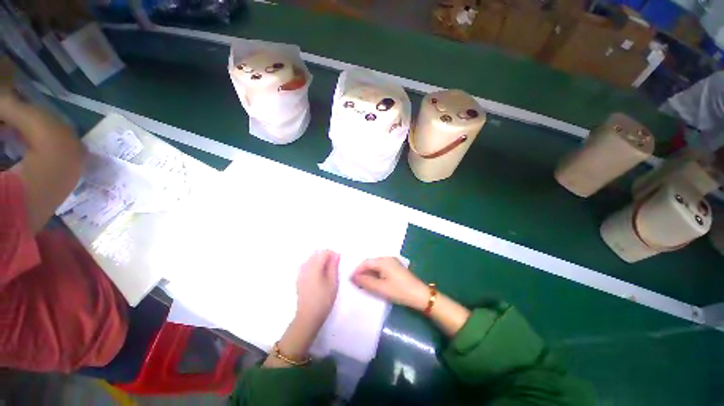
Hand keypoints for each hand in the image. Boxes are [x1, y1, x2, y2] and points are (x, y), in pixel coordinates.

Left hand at [295, 250, 339, 330]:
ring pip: (311, 259)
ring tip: (327, 272)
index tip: (339, 262)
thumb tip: (336, 255)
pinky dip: (314, 266)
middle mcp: (305, 266)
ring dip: (320, 261)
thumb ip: (334, 266)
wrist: (308, 317)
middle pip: (317, 253)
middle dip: (326, 257)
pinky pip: (307, 265)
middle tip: (334, 267)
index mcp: (314, 266)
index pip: (324, 252)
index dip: (333, 254)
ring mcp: (300, 272)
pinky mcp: (299, 278)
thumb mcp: (333, 282)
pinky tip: (319, 276)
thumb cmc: (323, 299)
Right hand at [352, 257, 428, 310]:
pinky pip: (382, 268)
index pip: (365, 262)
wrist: (420, 295)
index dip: (357, 271)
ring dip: (369, 274)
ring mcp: (393, 262)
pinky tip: (374, 282)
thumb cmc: (399, 291)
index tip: (350, 281)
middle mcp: (387, 258)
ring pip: (376, 266)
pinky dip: (376, 274)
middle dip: (362, 272)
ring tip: (364, 284)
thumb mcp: (380, 288)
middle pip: (370, 263)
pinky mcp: (396, 268)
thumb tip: (353, 277)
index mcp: (383, 261)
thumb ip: (366, 282)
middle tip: (356, 283)